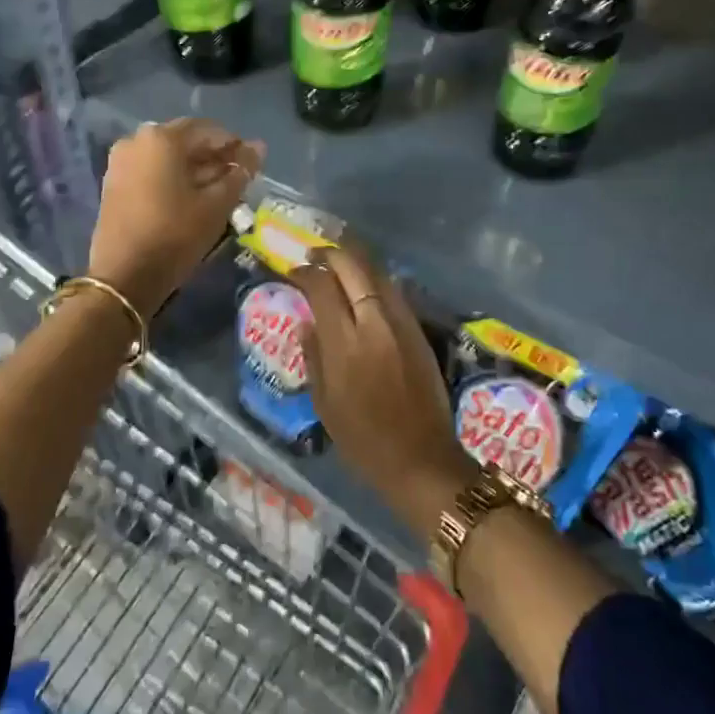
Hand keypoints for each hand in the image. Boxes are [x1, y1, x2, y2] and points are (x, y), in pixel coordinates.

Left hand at [88, 118, 262, 317]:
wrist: (124, 276)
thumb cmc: (176, 235)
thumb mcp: (216, 204)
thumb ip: (240, 172)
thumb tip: (258, 147)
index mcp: (162, 137)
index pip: (209, 130)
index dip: (235, 146)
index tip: (252, 166)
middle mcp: (137, 140)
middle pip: (186, 141)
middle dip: (214, 157)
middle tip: (238, 180)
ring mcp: (121, 161)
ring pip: (168, 156)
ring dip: (195, 168)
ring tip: (218, 191)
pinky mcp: (114, 183)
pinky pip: (151, 170)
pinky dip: (173, 177)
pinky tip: (191, 198)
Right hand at [292, 246, 474, 539]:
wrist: (422, 459)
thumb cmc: (364, 440)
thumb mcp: (325, 404)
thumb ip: (314, 357)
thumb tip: (307, 323)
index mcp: (345, 345)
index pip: (322, 288)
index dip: (305, 273)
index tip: (293, 270)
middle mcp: (374, 324)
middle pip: (353, 268)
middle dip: (330, 254)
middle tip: (314, 253)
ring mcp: (401, 324)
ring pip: (378, 273)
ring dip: (355, 260)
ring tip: (337, 258)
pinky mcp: (419, 330)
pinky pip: (394, 291)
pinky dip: (375, 278)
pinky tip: (365, 283)